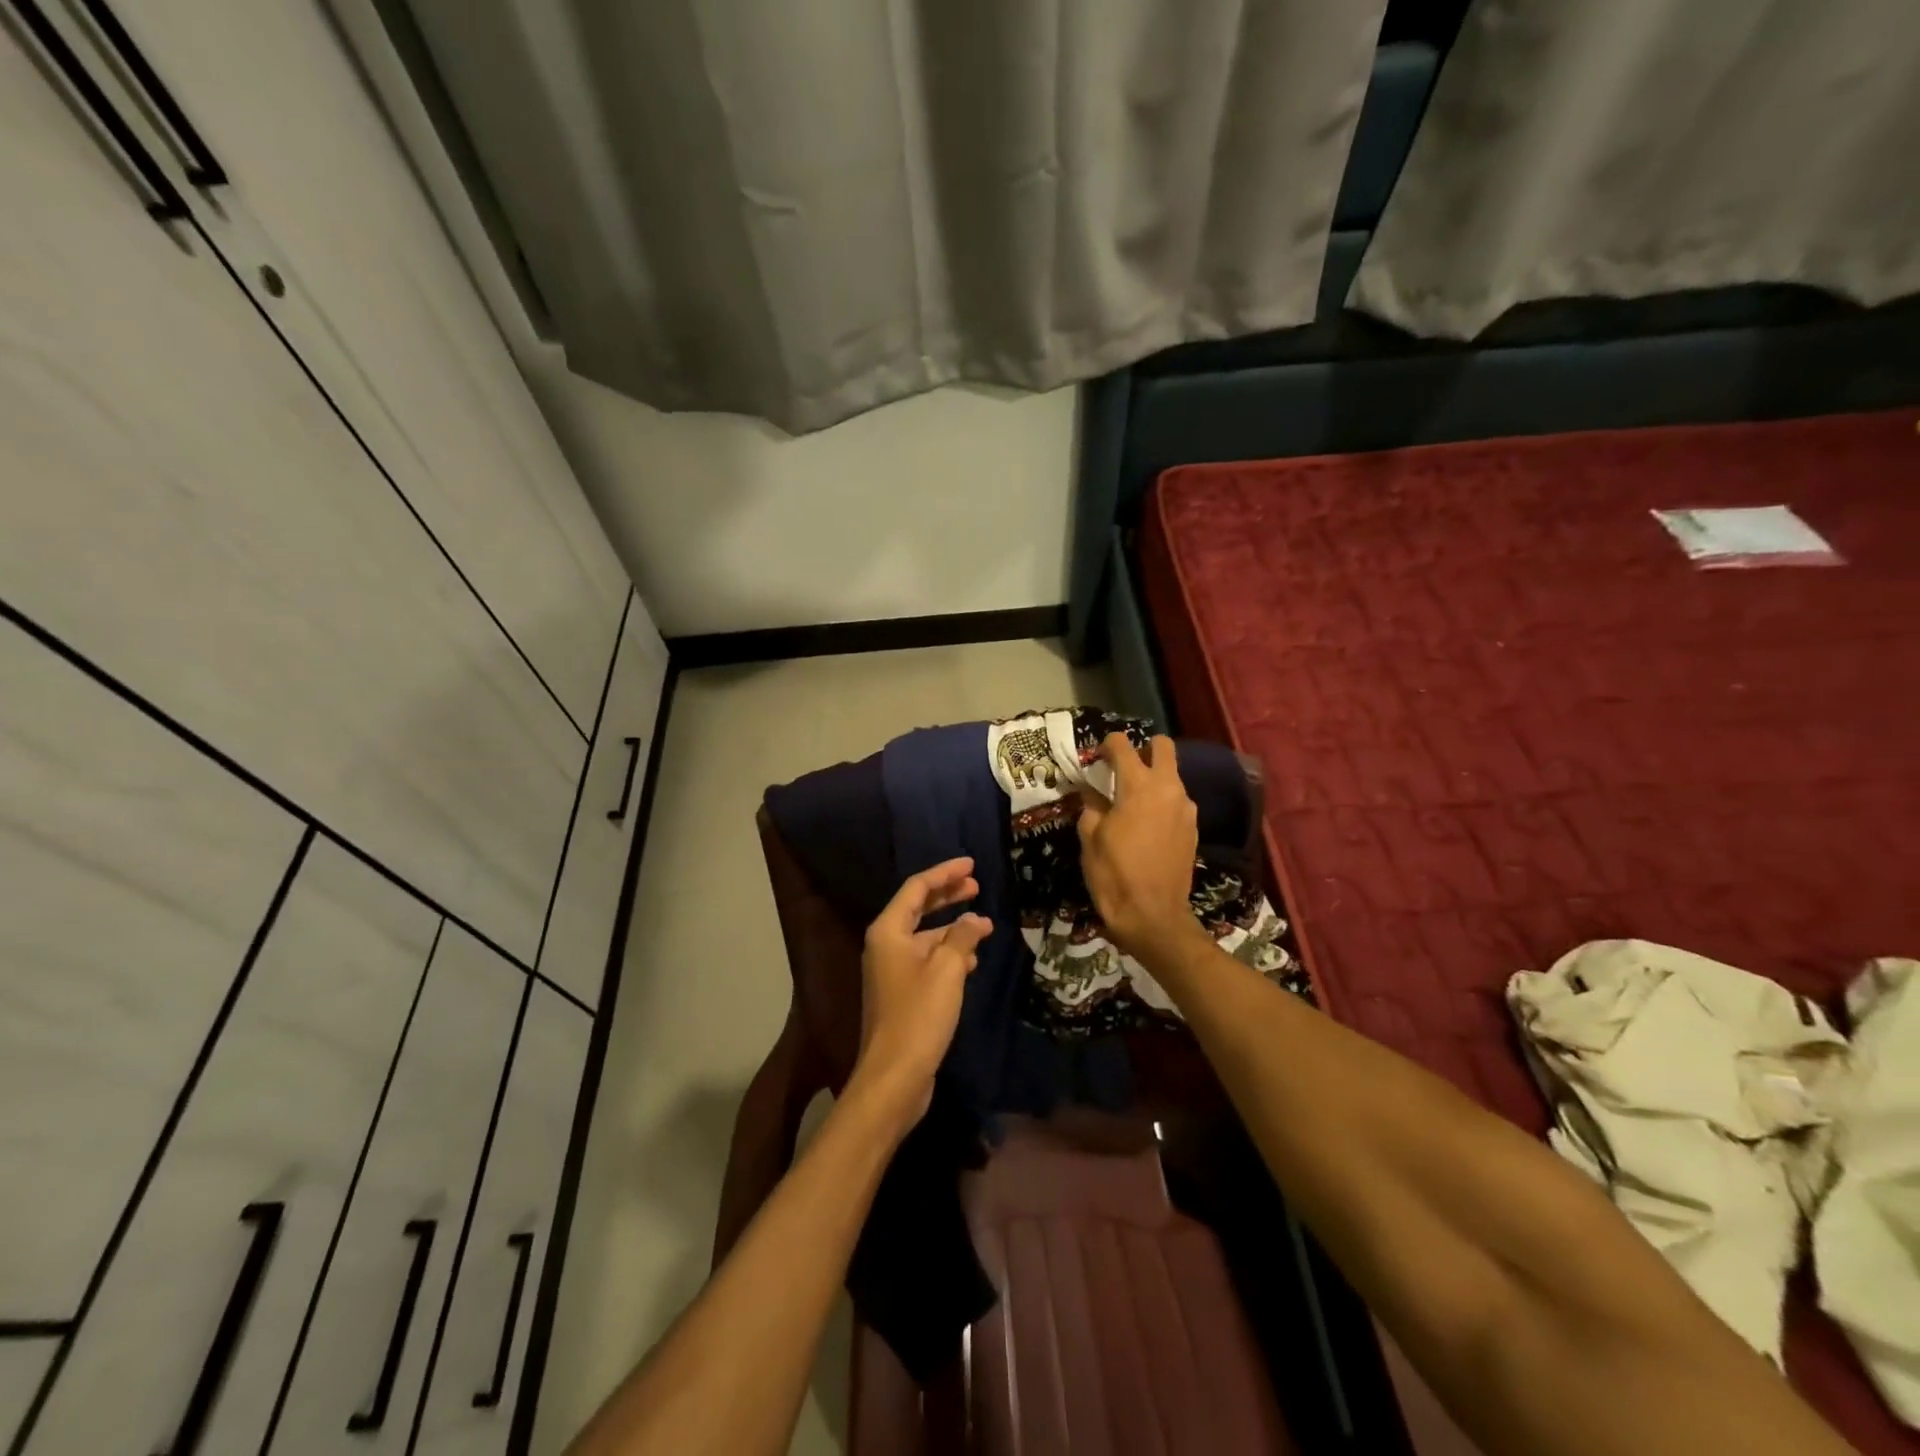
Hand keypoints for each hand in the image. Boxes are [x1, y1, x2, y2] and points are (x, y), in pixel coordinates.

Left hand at [854, 857, 990, 1125]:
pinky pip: (928, 960)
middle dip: (948, 895)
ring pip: (925, 936)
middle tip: (977, 885)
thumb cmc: (919, 1016)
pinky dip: (949, 954)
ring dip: (953, 928)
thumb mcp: (947, 970)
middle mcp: (886, 945)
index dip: (945, 873)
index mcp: (889, 931)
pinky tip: (972, 960)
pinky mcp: (902, 993)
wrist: (894, 1076)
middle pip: (919, 908)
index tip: (971, 864)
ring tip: (984, 926)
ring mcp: (892, 970)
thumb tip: (975, 919)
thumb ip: (962, 937)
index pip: (917, 888)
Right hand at [1077, 734, 1201, 959]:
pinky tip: (1146, 825)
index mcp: (1138, 785)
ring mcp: (1186, 808)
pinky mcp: (1193, 828)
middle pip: (1162, 747)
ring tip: (1131, 802)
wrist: (1154, 916)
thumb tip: (1091, 791)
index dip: (1107, 745)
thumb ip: (1091, 806)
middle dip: (1143, 749)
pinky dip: (1162, 802)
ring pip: (1172, 776)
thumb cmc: (1114, 874)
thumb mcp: (1090, 838)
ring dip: (1153, 779)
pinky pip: (1177, 801)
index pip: (1123, 745)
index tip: (1096, 757)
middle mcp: (1168, 788)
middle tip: (1122, 769)